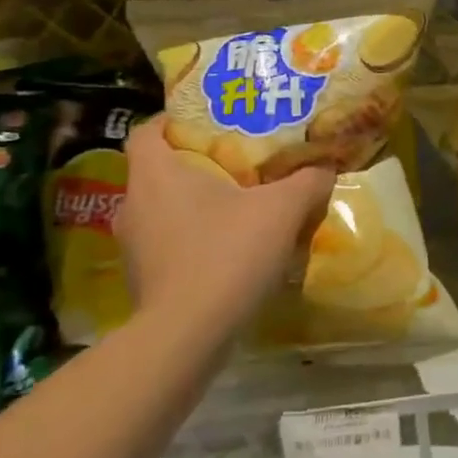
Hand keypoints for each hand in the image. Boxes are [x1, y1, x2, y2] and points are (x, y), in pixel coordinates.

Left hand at [113, 117, 335, 342]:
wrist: (188, 337)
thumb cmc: (226, 254)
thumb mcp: (281, 210)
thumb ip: (306, 182)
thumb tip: (325, 168)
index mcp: (155, 174)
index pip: (145, 130)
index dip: (172, 120)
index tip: (206, 121)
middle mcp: (133, 205)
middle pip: (158, 170)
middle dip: (194, 163)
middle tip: (235, 161)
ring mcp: (132, 246)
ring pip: (161, 209)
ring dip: (193, 204)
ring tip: (236, 205)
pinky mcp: (141, 280)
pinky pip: (166, 243)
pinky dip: (191, 239)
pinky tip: (227, 249)